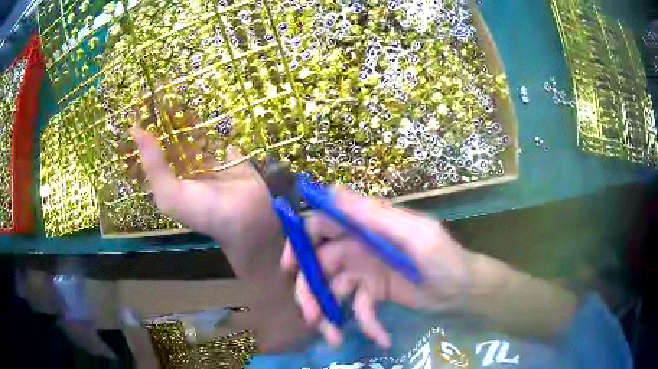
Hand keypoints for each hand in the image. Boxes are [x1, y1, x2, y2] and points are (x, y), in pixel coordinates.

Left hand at [131, 101, 312, 351]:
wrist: (249, 220)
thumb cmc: (205, 211)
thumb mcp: (170, 194)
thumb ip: (153, 164)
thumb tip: (135, 129)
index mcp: (171, 177)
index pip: (155, 147)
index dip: (149, 126)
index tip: (145, 100)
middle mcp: (187, 167)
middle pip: (175, 136)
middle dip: (169, 115)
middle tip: (166, 85)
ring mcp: (211, 159)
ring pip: (196, 132)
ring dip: (191, 114)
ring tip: (185, 85)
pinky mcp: (232, 153)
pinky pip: (221, 133)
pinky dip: (216, 120)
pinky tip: (212, 98)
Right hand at [280, 188, 469, 347]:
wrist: (464, 291)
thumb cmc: (444, 259)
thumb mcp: (415, 235)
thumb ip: (376, 215)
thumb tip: (333, 190)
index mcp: (367, 227)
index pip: (323, 226)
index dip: (301, 242)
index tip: (290, 267)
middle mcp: (360, 247)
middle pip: (320, 264)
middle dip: (311, 290)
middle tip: (311, 316)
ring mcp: (366, 272)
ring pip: (334, 291)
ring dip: (330, 315)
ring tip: (334, 338)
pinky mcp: (375, 294)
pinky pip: (359, 309)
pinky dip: (366, 324)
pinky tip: (380, 337)